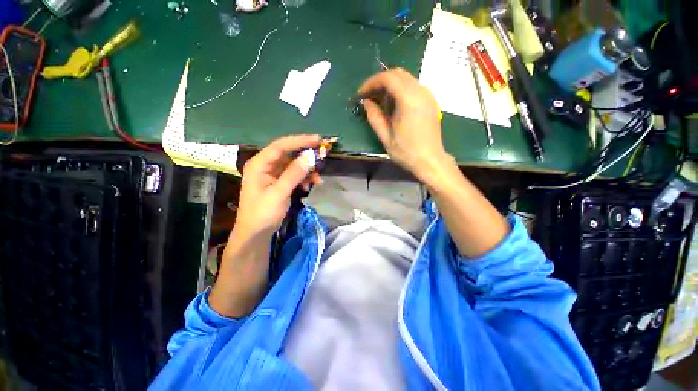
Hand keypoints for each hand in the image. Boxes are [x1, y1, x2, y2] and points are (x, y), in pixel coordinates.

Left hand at [232, 135, 321, 242]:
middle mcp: (266, 166)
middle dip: (306, 156)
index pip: (280, 146)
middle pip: (289, 154)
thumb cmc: (262, 214)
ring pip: (294, 165)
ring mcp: (273, 174)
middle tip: (323, 157)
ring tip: (318, 179)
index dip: (300, 141)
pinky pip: (294, 176)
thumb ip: (294, 174)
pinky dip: (304, 179)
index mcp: (259, 164)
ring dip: (307, 171)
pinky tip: (309, 186)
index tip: (317, 140)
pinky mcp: (279, 183)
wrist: (255, 234)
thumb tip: (310, 156)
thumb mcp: (279, 193)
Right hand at [358, 68, 450, 180]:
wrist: (430, 160)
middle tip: (369, 96)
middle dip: (380, 81)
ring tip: (379, 101)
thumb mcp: (386, 137)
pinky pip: (413, 86)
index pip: (388, 78)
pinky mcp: (431, 101)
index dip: (371, 82)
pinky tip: (394, 104)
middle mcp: (421, 92)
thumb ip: (374, 117)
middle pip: (398, 74)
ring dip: (390, 85)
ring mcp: (428, 95)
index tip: (361, 94)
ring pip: (406, 78)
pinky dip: (400, 89)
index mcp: (409, 101)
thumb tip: (366, 102)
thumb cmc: (406, 152)